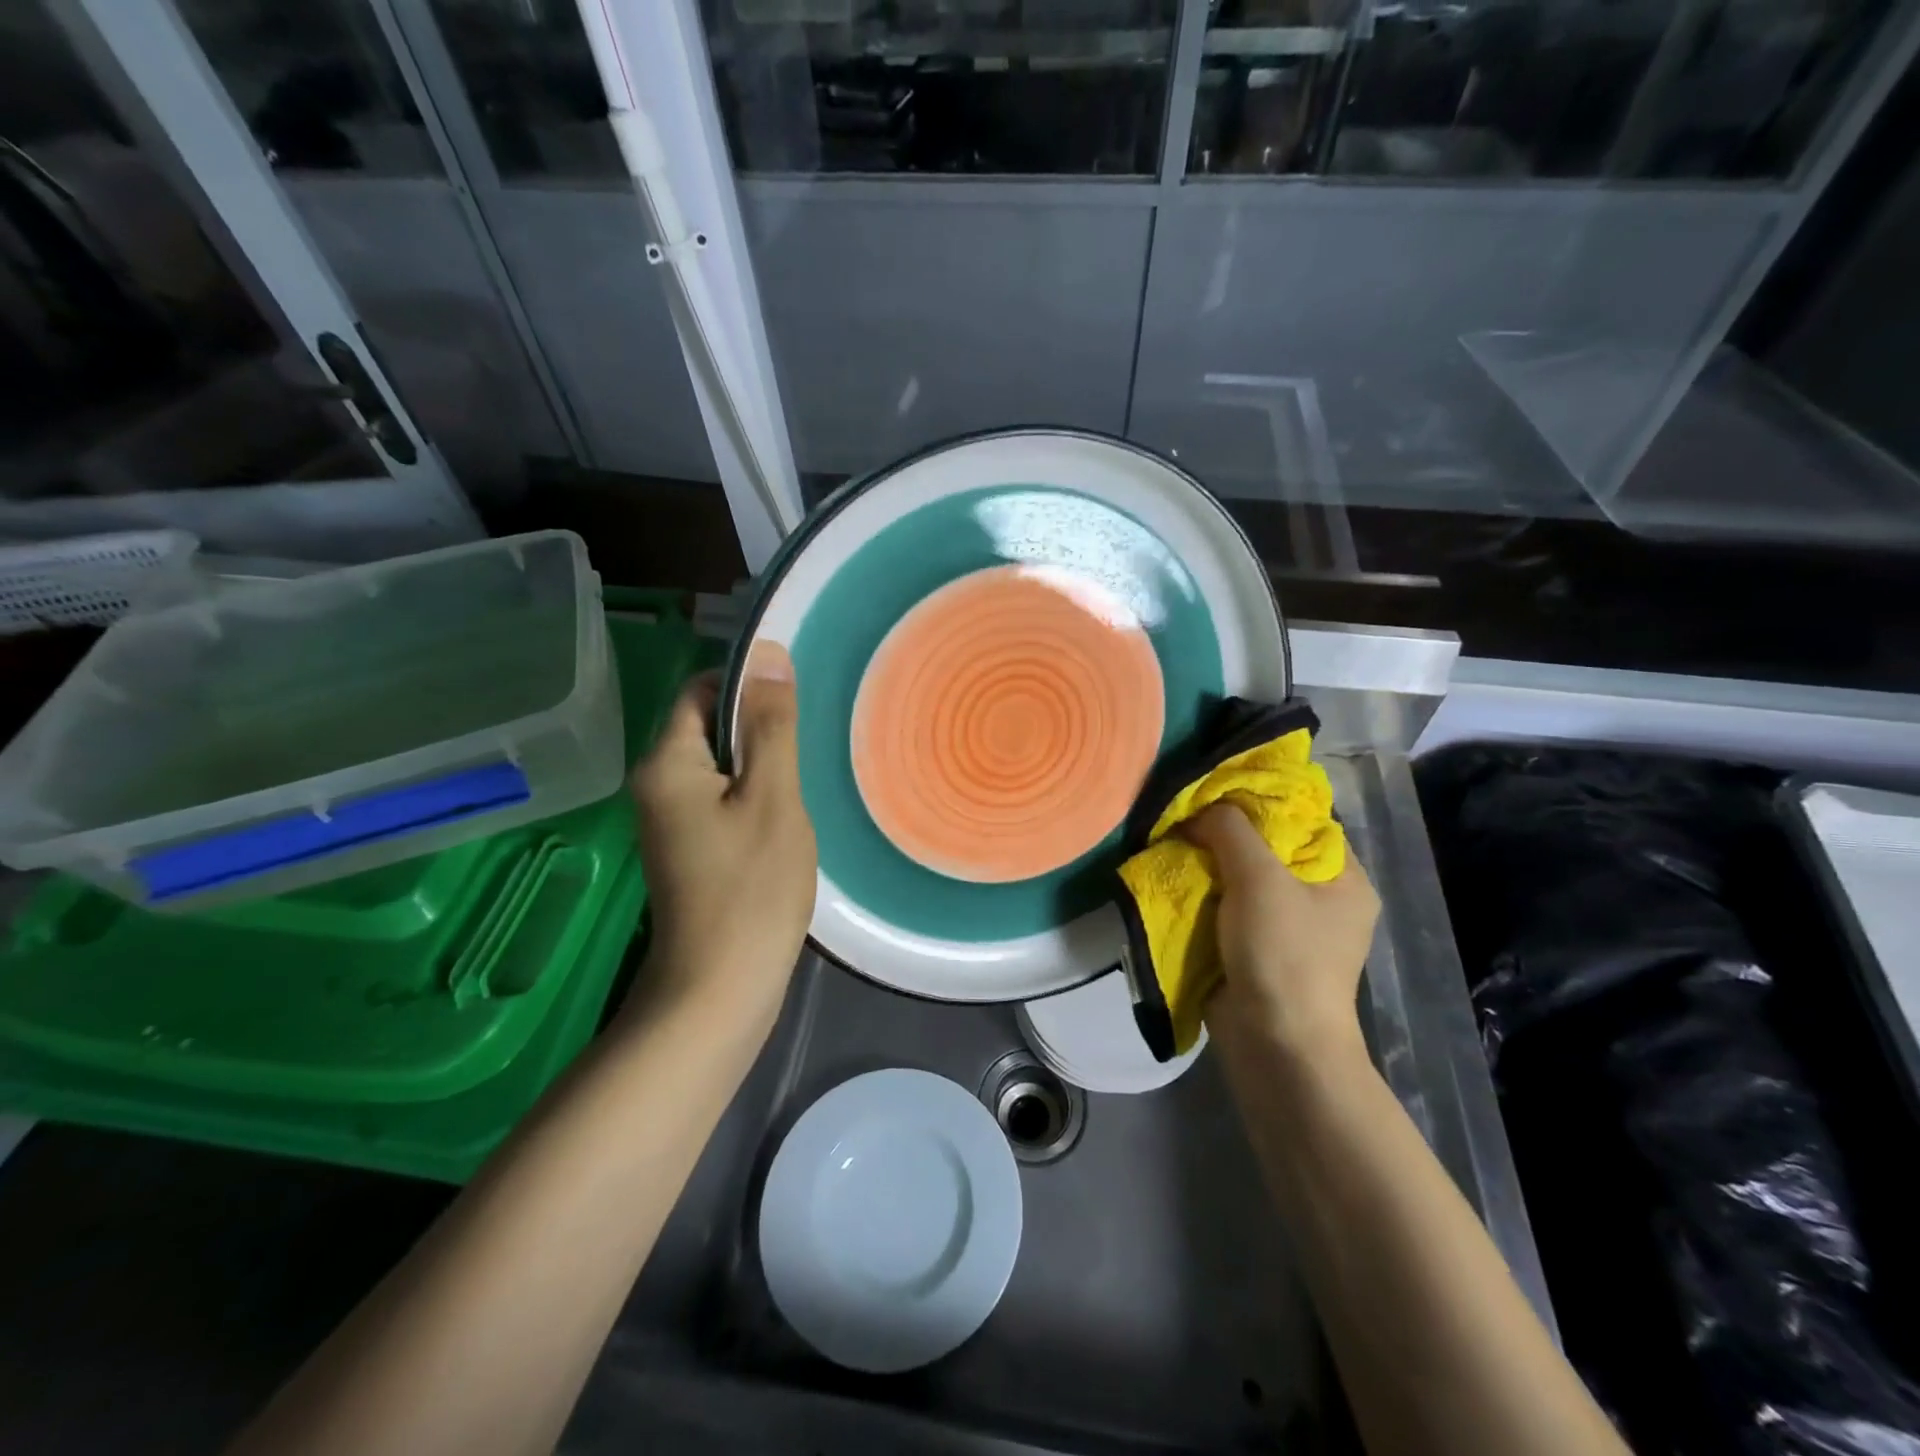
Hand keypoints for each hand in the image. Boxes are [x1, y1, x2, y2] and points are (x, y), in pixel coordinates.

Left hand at [627, 642, 816, 1030]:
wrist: (719, 990)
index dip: (746, 684)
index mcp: (667, 764)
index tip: (795, 702)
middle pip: (709, 728)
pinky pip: (721, 800)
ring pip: (720, 767)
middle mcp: (655, 786)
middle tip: (808, 747)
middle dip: (759, 729)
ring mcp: (669, 822)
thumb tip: (768, 653)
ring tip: (802, 784)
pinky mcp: (687, 850)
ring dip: (761, 766)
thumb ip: (770, 725)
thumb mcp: (773, 797)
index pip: (700, 690)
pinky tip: (785, 820)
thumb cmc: (751, 888)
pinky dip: (753, 798)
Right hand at [1185, 801, 1379, 1067]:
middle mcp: (1322, 899)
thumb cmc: (1283, 954)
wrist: (1274, 1043)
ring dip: (1210, 864)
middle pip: (1270, 848)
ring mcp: (1289, 927)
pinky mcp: (1257, 949)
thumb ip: (1231, 830)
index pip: (1305, 820)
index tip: (1217, 789)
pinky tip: (1176, 878)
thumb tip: (1201, 809)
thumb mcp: (1259, 878)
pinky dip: (1204, 894)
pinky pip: (1228, 908)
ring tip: (1173, 842)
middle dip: (1227, 833)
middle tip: (1188, 814)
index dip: (1262, 800)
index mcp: (1344, 879)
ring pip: (1244, 878)